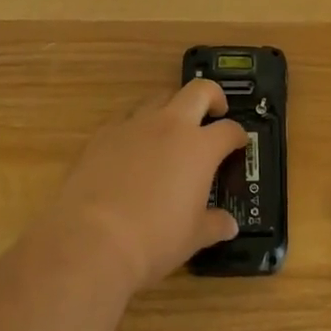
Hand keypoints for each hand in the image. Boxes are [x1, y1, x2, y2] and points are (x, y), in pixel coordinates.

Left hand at [49, 79, 246, 294]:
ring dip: (172, 108)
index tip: (238, 143)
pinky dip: (136, 127)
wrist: (92, 239)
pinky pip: (127, 118)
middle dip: (212, 96)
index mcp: (200, 147)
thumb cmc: (154, 240)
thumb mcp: (193, 238)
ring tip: (171, 130)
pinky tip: (132, 149)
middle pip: (199, 90)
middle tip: (214, 113)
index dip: (238, 135)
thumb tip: (228, 225)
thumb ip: (214, 225)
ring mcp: (134, 124)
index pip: (229, 129)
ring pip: (160, 98)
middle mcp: (170, 125)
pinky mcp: (104, 133)